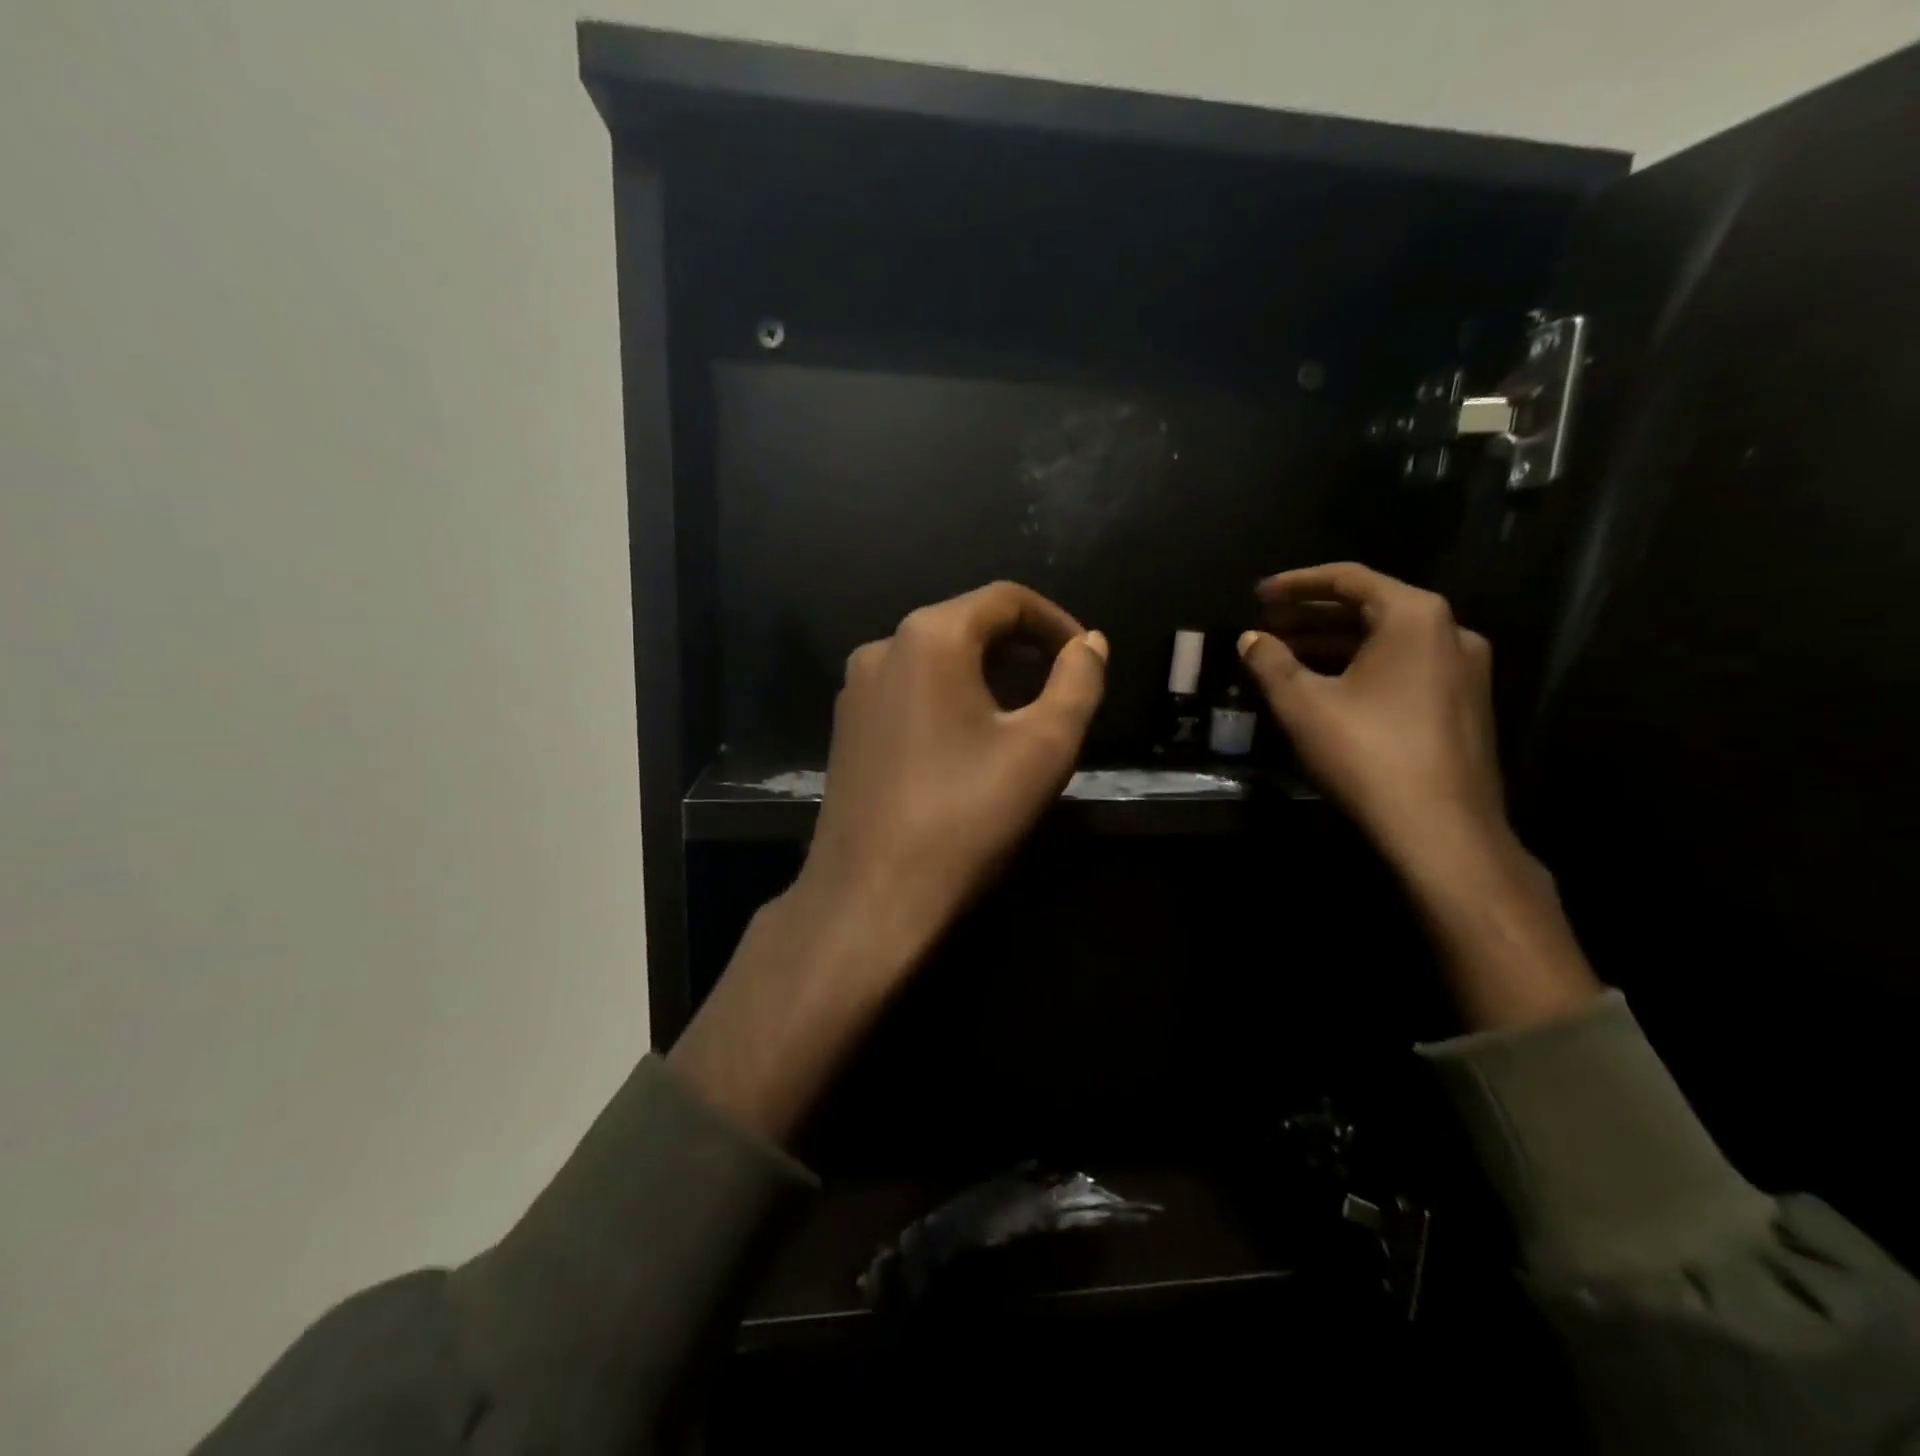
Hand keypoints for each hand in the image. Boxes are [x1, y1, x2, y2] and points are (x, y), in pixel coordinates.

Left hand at [671, 582, 1105, 1140]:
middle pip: (966, 624)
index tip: (1086, 658)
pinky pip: (909, 689)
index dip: (1055, 621)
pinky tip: (968, 739)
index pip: (1005, 600)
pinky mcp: (846, 726)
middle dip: (1022, 647)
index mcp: (929, 636)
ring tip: (1023, 714)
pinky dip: (949, 697)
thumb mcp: (1044, 746)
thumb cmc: (966, 817)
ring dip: (986, 673)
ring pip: (935, 658)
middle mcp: (882, 646)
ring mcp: (856, 688)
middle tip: (1062, 686)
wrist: (871, 897)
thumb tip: (1090, 644)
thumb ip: (1078, 682)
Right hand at [1239, 562, 1599, 1030]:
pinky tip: (1326, 686)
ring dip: (1333, 643)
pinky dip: (1360, 666)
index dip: (1296, 583)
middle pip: (1369, 607)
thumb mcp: (1302, 703)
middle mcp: (1450, 632)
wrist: (1442, 831)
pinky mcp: (1463, 705)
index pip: (1348, 579)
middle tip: (1266, 624)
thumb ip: (1270, 662)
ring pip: (1386, 641)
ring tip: (1284, 654)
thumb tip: (1250, 639)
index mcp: (1415, 616)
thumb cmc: (1367, 753)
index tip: (1258, 594)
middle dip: (1311, 615)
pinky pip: (1402, 667)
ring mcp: (1463, 670)